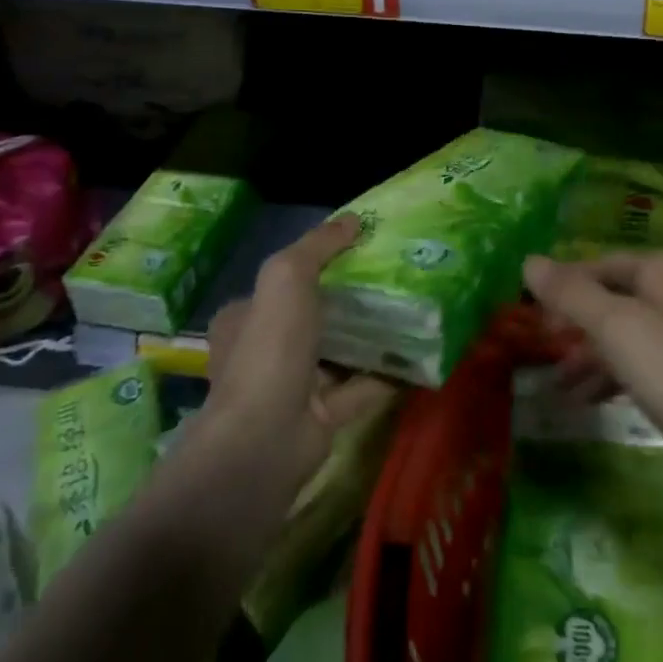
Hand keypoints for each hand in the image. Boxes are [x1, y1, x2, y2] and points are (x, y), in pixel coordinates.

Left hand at [197, 215, 400, 491]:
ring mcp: (293, 388)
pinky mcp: (321, 418)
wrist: (266, 441)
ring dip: (370, 336)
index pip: (280, 284)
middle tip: (393, 278)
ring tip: (412, 309)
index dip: (316, 264)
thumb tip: (353, 220)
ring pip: (339, 352)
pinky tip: (418, 355)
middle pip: (313, 317)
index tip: (358, 250)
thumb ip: (318, 245)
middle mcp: (264, 353)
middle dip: (349, 300)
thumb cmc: (270, 349)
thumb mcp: (287, 276)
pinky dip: (386, 374)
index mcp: (245, 319)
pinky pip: (361, 388)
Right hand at [522, 251, 662, 482]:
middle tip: (545, 356)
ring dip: (596, 357)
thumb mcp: (619, 333)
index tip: (531, 324)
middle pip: (615, 298)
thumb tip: (529, 260)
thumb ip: (572, 295)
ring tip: (563, 392)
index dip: (561, 291)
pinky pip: (654, 356)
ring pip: (633, 332)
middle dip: (577, 328)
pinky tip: (602, 402)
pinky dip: (625, 374)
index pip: (597, 266)